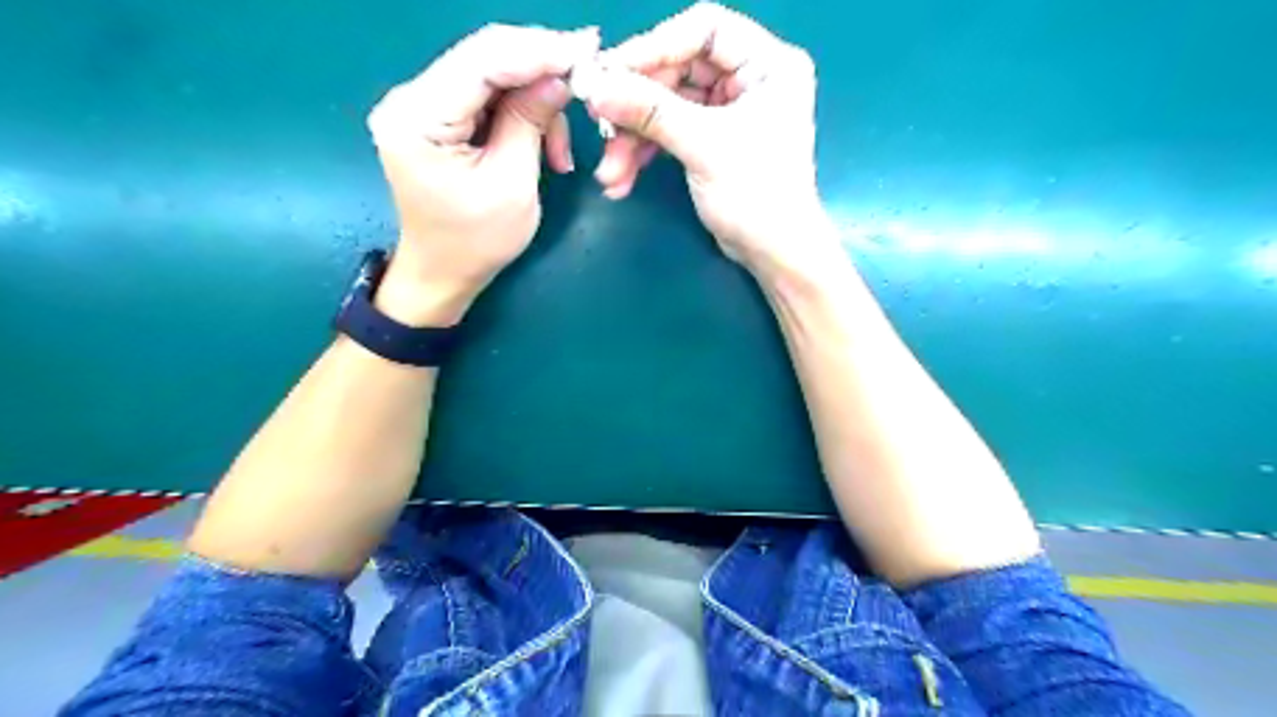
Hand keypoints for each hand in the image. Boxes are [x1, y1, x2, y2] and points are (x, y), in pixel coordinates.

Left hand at [366, 23, 602, 325]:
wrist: (443, 272)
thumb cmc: (476, 241)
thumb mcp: (512, 184)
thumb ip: (530, 122)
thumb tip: (560, 76)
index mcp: (418, 119)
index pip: (481, 61)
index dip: (536, 51)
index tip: (585, 49)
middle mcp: (410, 99)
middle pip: (484, 58)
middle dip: (540, 66)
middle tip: (587, 74)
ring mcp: (421, 105)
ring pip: (491, 75)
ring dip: (535, 101)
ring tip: (561, 153)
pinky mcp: (437, 116)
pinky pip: (487, 96)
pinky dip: (521, 113)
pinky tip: (543, 146)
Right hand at [578, 3, 840, 278]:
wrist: (773, 254)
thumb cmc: (756, 194)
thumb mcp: (704, 146)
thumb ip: (651, 111)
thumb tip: (596, 87)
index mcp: (767, 64)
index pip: (704, 30)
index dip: (655, 46)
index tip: (611, 72)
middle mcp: (749, 79)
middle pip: (677, 70)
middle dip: (636, 106)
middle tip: (599, 124)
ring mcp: (728, 112)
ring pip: (667, 107)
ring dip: (633, 139)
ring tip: (610, 172)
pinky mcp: (712, 140)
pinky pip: (669, 133)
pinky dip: (645, 154)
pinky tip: (622, 179)